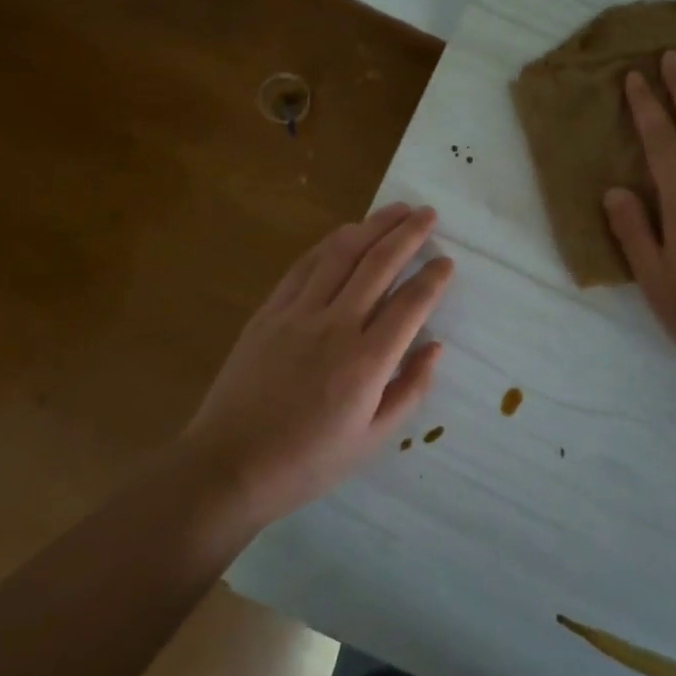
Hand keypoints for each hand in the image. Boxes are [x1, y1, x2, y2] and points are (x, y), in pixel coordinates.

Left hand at [183, 203, 453, 524]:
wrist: (229, 465)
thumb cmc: (307, 462)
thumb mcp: (372, 441)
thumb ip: (410, 390)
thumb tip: (436, 347)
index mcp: (366, 361)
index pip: (411, 304)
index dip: (433, 278)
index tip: (447, 261)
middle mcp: (335, 325)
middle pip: (379, 264)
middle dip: (408, 233)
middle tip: (428, 213)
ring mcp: (297, 313)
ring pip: (341, 254)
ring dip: (372, 226)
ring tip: (395, 209)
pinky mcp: (269, 311)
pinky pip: (304, 266)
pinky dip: (329, 243)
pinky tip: (345, 233)